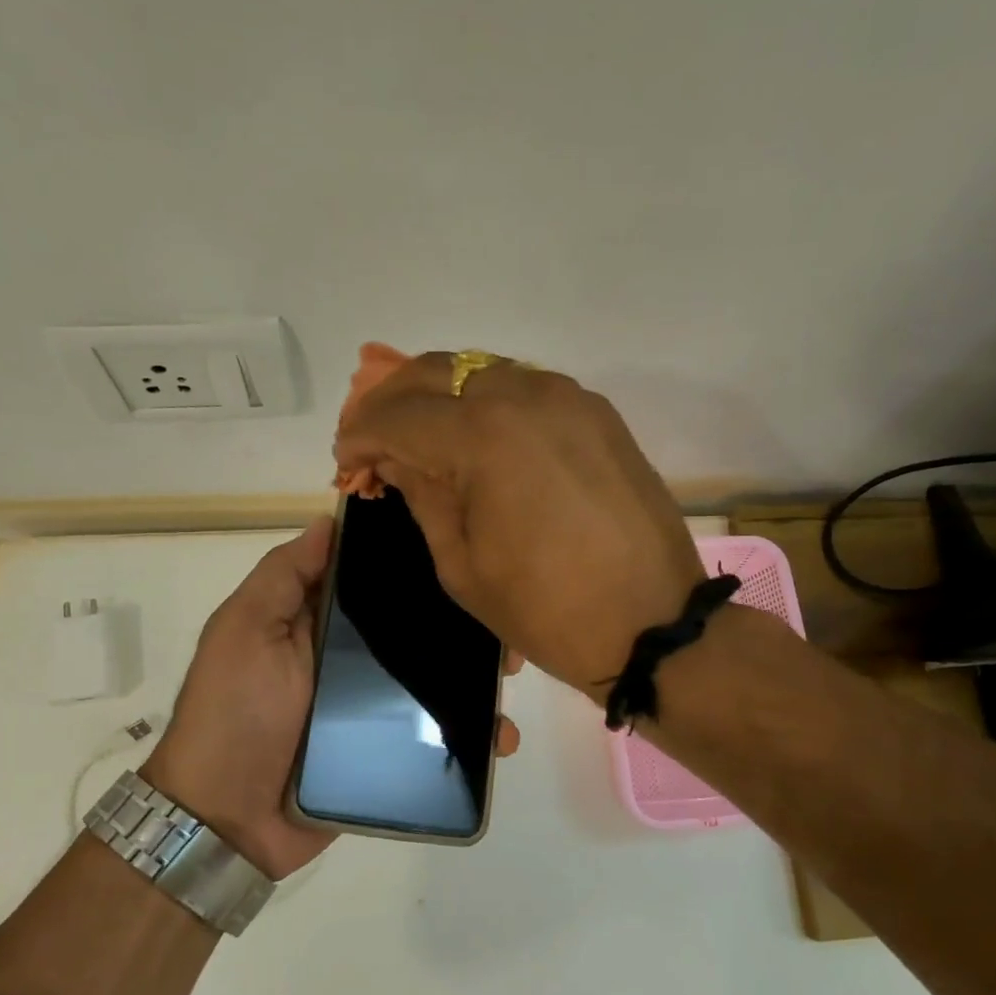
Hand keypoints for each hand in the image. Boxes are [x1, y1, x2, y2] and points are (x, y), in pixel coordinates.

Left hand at [141, 518, 522, 878]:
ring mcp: (370, 709)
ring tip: (508, 680)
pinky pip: (434, 736)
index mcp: (317, 624)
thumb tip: (328, 520)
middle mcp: (348, 661)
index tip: (463, 559)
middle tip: (501, 626)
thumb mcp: (245, 631)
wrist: (227, 819)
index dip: (415, 570)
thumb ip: (283, 577)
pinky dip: (469, 735)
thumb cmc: (234, 713)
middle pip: (414, 633)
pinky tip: (500, 735)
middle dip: (461, 626)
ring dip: (474, 678)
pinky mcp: (386, 754)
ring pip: (433, 682)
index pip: (374, 584)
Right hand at [334, 351, 703, 700]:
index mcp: (483, 437)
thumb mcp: (461, 565)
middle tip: (374, 440)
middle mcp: (525, 396)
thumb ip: (423, 497)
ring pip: (482, 371)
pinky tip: (476, 438)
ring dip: (441, 396)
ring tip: (420, 437)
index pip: (398, 415)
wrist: (650, 623)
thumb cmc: (545, 610)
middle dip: (392, 401)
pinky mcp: (597, 414)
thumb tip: (396, 459)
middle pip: (437, 372)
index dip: (360, 435)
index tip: (346, 461)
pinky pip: (525, 389)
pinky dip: (487, 404)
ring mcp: (569, 398)